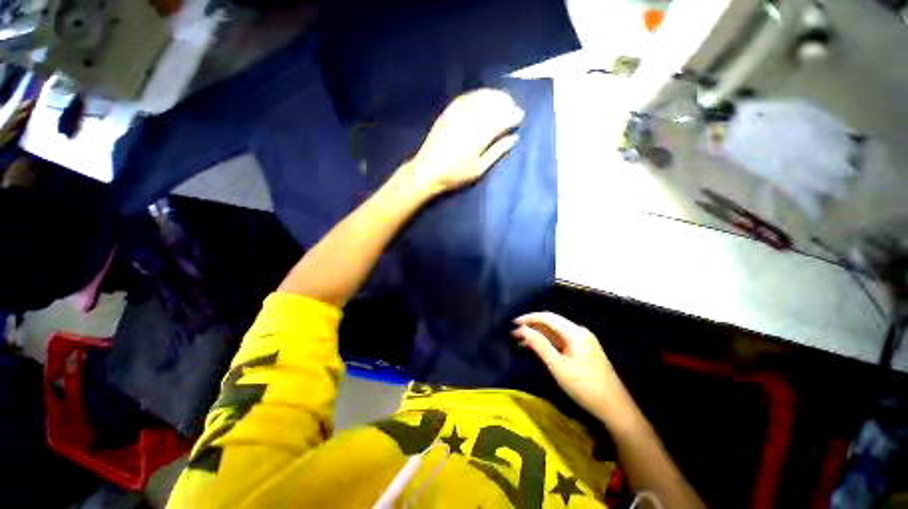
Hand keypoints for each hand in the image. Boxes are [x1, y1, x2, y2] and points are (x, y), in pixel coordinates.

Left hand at [408, 89, 523, 194]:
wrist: (427, 170)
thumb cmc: (455, 175)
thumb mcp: (479, 169)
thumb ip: (497, 151)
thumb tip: (514, 138)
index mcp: (480, 136)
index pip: (501, 120)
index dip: (512, 116)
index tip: (520, 115)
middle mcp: (470, 120)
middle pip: (492, 104)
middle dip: (505, 102)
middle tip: (513, 106)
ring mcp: (457, 114)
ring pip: (480, 97)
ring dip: (493, 95)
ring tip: (501, 98)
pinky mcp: (448, 112)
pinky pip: (466, 97)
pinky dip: (477, 94)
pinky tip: (483, 97)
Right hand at [512, 312, 634, 425]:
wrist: (615, 408)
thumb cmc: (585, 387)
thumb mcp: (559, 367)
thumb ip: (540, 346)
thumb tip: (523, 330)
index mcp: (575, 332)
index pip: (548, 317)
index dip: (529, 318)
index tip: (514, 323)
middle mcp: (579, 332)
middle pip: (551, 323)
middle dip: (532, 326)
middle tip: (514, 333)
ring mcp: (582, 341)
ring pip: (555, 333)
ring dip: (538, 335)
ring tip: (521, 341)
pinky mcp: (583, 351)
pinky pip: (561, 341)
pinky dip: (547, 343)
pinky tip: (536, 348)